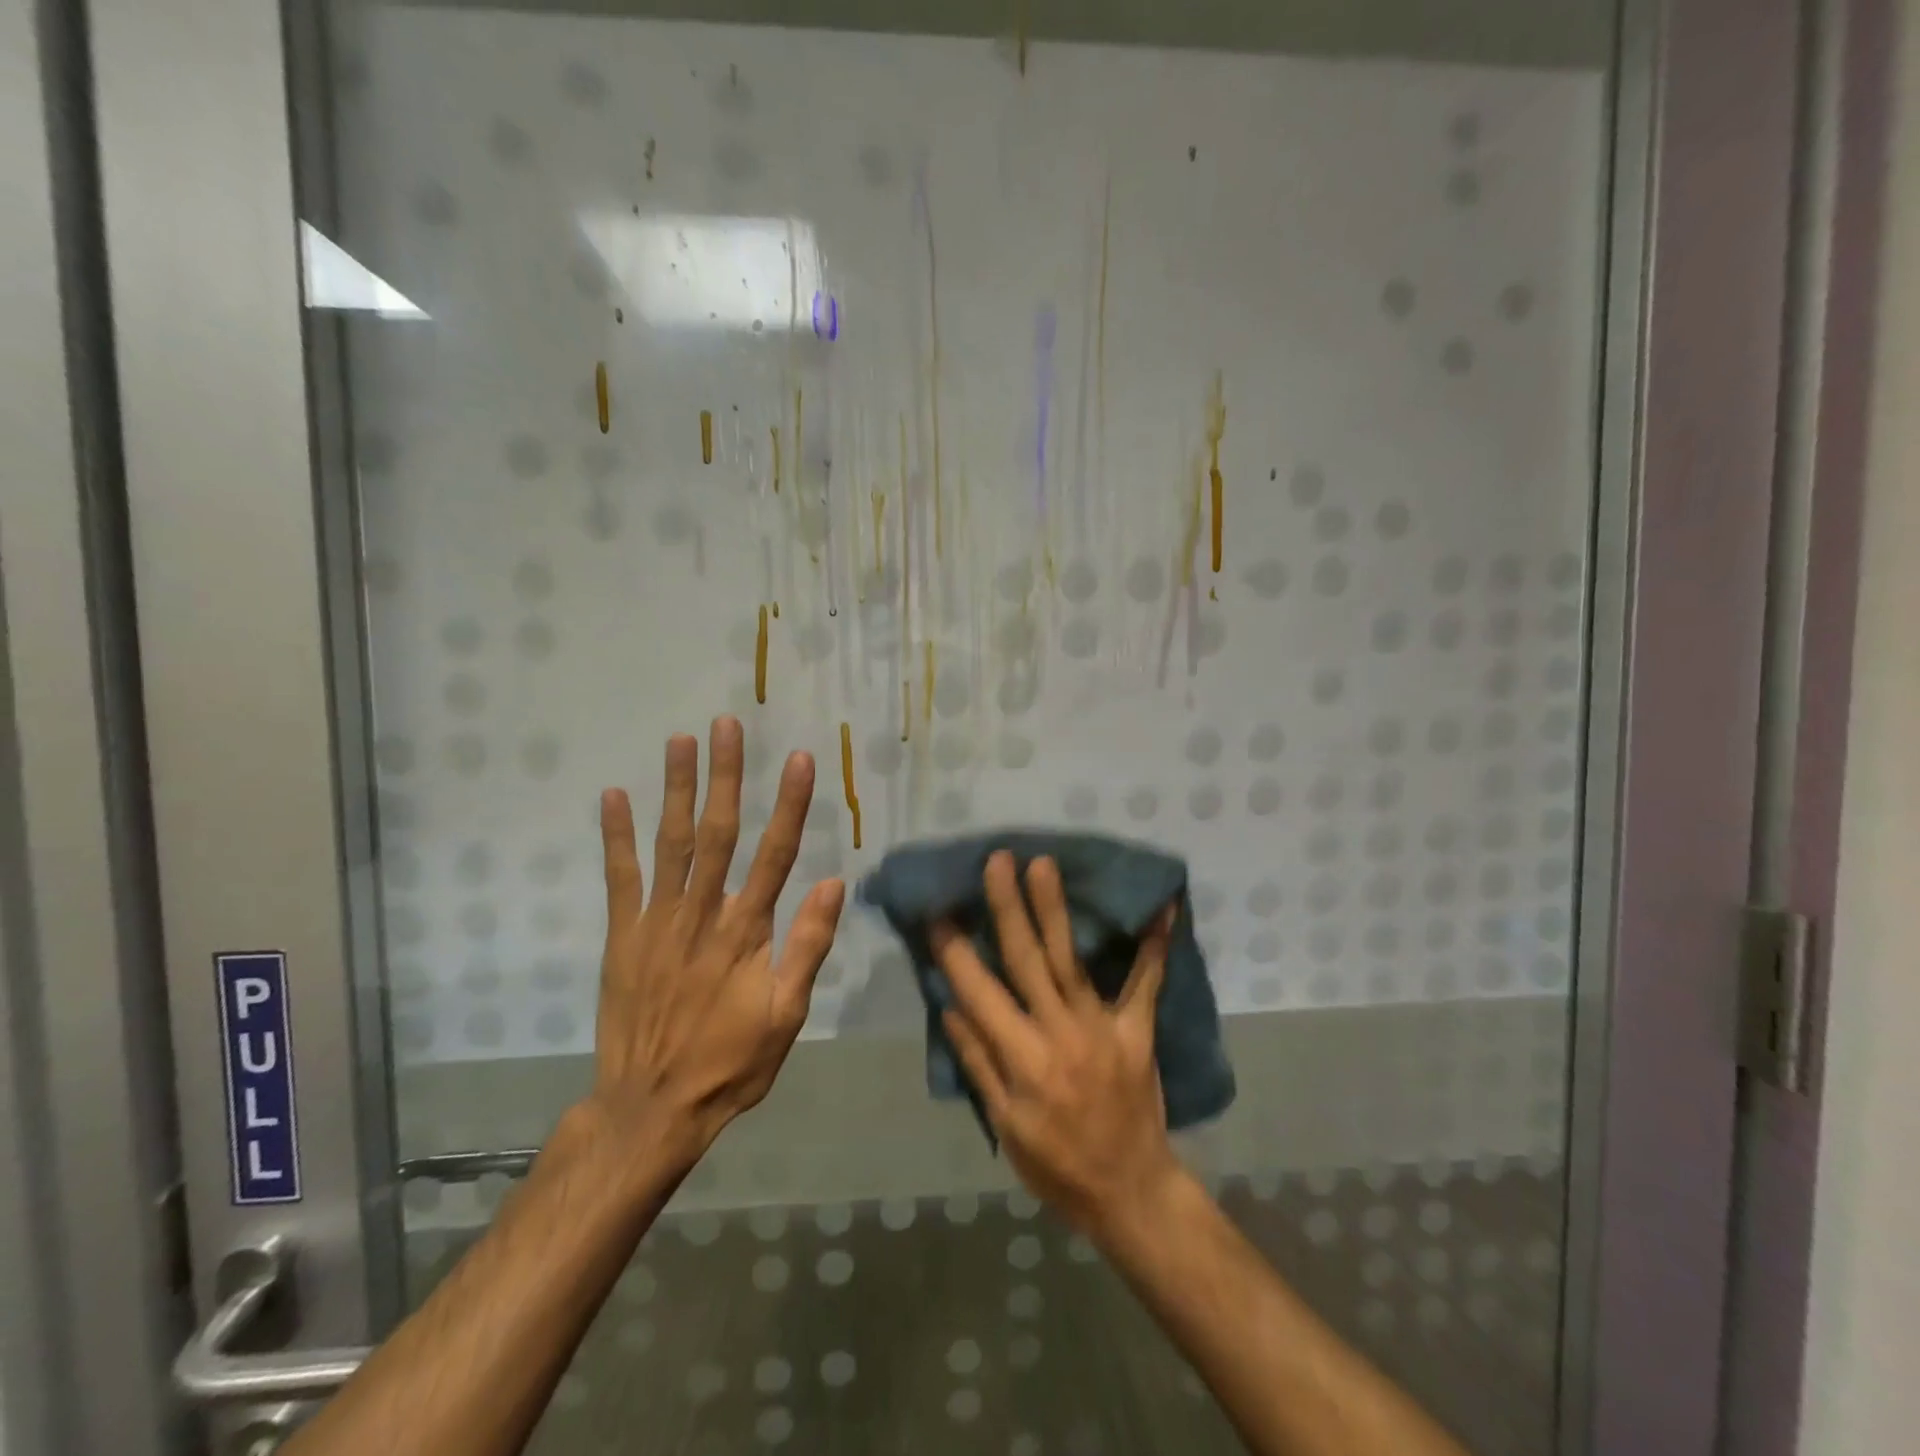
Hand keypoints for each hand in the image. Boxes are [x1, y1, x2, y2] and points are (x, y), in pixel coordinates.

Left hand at [587, 716, 844, 1160]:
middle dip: (725, 776)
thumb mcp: (787, 1017)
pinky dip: (616, 836)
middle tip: (727, 725)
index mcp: (746, 933)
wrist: (650, 1108)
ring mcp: (656, 923)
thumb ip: (807, 947)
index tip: (798, 759)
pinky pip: (619, 878)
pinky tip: (613, 796)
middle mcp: (701, 915)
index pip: (775, 855)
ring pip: (670, 844)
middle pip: (717, 833)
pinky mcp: (621, 937)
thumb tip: (832, 882)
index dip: (789, 804)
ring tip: (681, 740)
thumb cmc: (730, 1063)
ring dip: (676, 789)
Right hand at [931, 851, 1181, 1240]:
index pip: (980, 994)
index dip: (956, 952)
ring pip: (1072, 959)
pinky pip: (1147, 983)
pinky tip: (1165, 907)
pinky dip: (1155, 945)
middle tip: (998, 861)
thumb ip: (979, 1063)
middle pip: (1027, 960)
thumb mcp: (1005, 1126)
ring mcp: (1102, 1027)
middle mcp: (1060, 1032)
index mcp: (1023, 1060)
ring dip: (1056, 909)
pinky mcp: (1137, 1030)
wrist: (1130, 1192)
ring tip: (1044, 865)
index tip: (938, 912)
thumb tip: (951, 1007)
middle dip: (1008, 908)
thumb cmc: (1056, 1166)